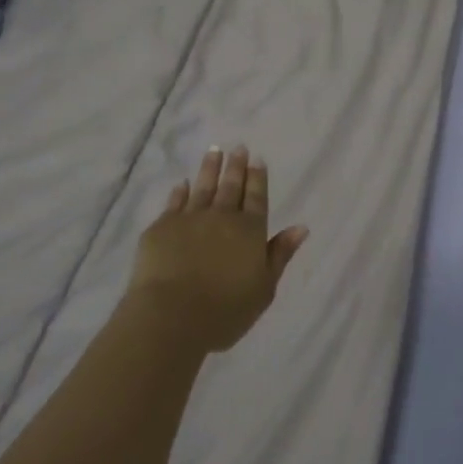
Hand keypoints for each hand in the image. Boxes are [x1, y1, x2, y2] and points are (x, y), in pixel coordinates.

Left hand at [131, 145, 308, 352]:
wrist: (171, 316)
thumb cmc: (225, 310)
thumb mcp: (264, 288)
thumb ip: (280, 254)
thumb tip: (301, 227)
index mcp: (250, 230)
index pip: (257, 197)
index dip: (258, 178)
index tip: (257, 159)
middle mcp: (222, 217)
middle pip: (231, 186)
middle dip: (236, 166)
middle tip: (238, 147)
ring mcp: (190, 219)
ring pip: (203, 187)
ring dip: (209, 168)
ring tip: (214, 151)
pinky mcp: (162, 228)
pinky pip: (174, 203)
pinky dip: (180, 192)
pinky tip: (182, 183)